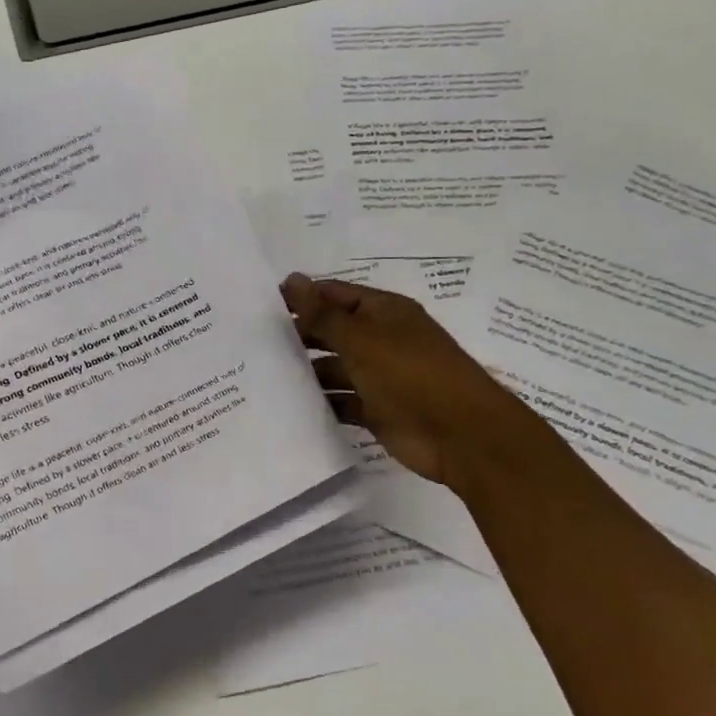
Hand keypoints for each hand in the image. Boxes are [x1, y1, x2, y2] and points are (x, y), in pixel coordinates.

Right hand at [282, 273, 549, 500]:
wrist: (461, 436)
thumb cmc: (412, 375)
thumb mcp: (362, 340)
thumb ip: (323, 314)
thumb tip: (292, 279)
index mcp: (383, 312)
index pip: (334, 295)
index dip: (302, 297)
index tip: (260, 306)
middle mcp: (382, 340)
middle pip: (333, 331)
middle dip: (300, 335)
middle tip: (255, 343)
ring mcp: (380, 376)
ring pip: (335, 368)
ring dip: (308, 372)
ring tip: (265, 376)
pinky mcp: (378, 410)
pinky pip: (342, 401)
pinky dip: (322, 402)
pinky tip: (290, 406)